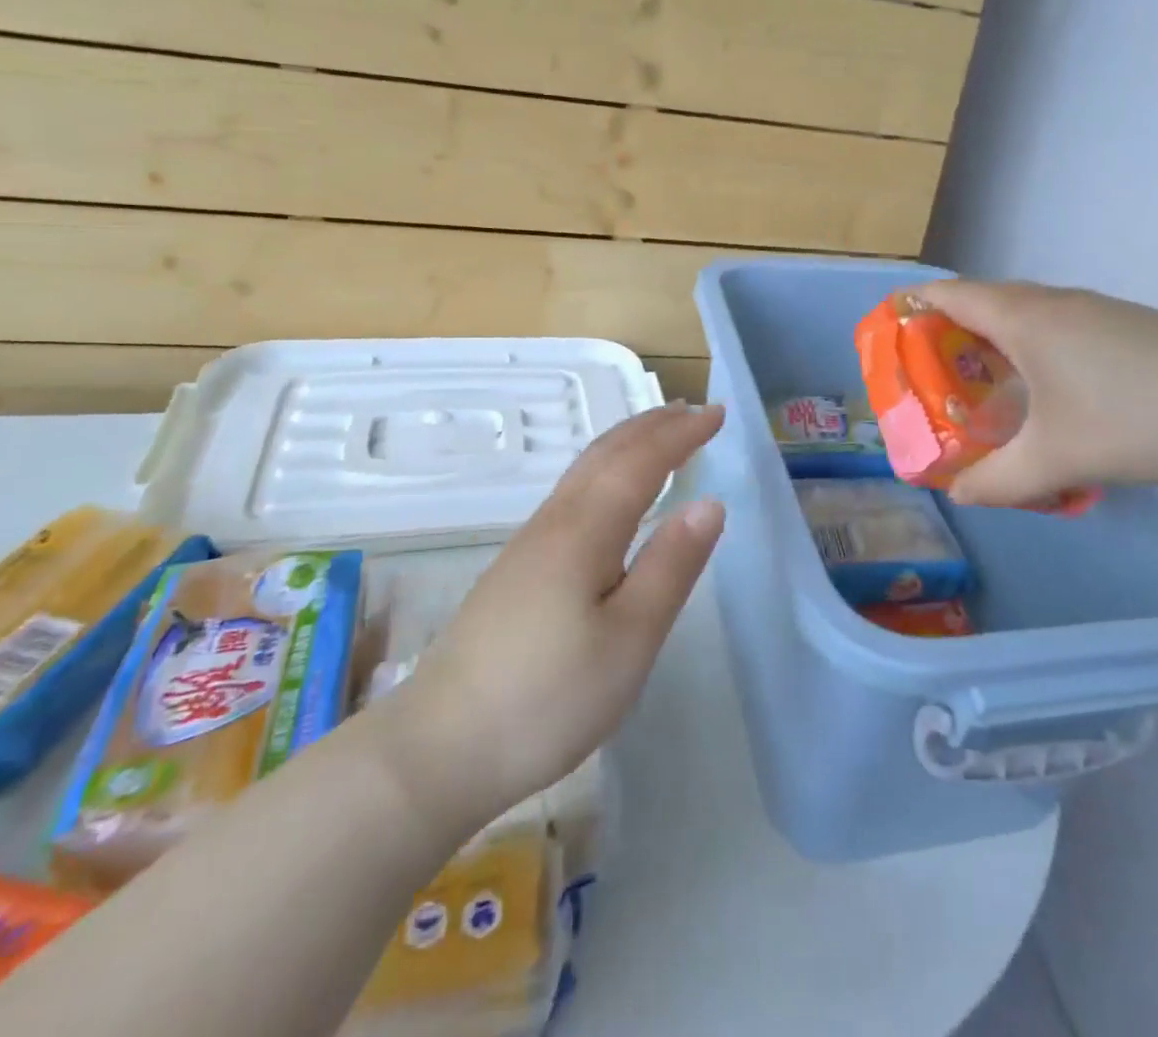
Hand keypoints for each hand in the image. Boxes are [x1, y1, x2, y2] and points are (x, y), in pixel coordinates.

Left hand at [366, 403, 725, 829]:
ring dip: (627, 442)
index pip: (642, 461)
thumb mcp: (629, 639)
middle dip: (653, 426)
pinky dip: (605, 469)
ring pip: (585, 470)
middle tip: (692, 410)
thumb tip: (710, 503)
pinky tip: (609, 491)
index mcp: (586, 529)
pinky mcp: (517, 568)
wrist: (439, 748)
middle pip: (607, 453)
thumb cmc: (547, 696)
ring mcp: (530, 543)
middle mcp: (555, 521)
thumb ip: (671, 566)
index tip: (718, 413)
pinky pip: (573, 492)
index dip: (682, 433)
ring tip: (658, 435)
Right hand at [915, 280, 1157, 505]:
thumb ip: (996, 481)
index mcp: (1025, 318)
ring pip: (1025, 312)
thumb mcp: (1056, 460)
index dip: (912, 305)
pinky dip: (1031, 344)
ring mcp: (1096, 308)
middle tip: (930, 370)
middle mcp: (1055, 301)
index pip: (950, 294)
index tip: (889, 329)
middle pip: (984, 300)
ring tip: (980, 381)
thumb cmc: (1135, 420)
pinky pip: (1056, 323)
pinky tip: (1045, 388)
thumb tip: (959, 494)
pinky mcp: (1126, 324)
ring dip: (994, 337)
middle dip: (948, 328)